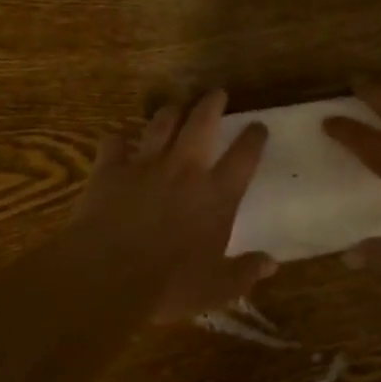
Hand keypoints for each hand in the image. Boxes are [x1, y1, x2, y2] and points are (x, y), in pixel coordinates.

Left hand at [65, 91, 275, 323]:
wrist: (108, 275)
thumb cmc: (170, 285)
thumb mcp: (217, 288)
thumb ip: (245, 272)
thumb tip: (272, 263)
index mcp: (217, 195)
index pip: (244, 156)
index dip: (253, 138)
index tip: (258, 126)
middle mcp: (185, 170)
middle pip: (202, 123)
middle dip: (212, 104)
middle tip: (217, 93)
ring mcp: (145, 164)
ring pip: (161, 124)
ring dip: (170, 112)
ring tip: (175, 107)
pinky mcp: (110, 169)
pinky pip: (113, 143)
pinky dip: (117, 140)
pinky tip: (118, 140)